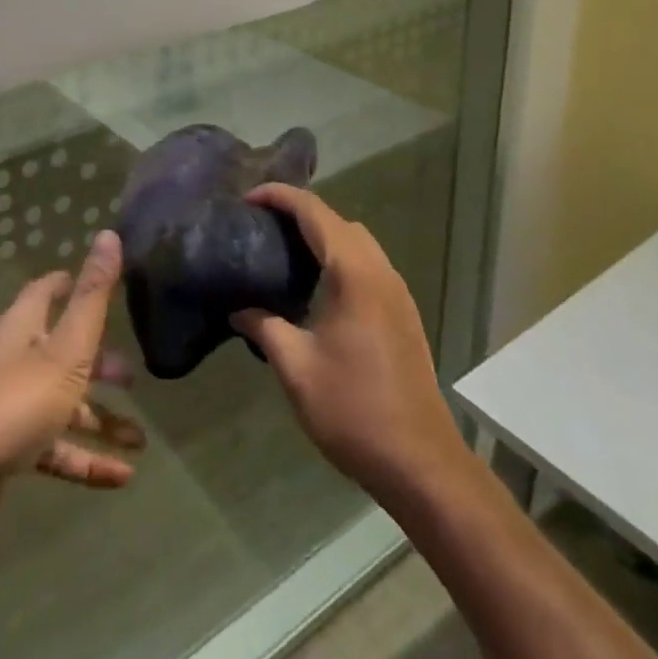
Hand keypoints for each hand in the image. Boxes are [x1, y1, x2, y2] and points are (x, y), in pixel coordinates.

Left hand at [0, 230, 144, 500]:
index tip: (100, 284)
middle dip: (98, 363)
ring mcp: (8, 409)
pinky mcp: (8, 453)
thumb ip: (92, 296)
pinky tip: (121, 478)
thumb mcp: (67, 349)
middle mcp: (12, 362)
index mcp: (21, 328)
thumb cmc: (18, 404)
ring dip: (100, 420)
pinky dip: (86, 460)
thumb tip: (109, 233)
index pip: (45, 292)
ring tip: (140, 440)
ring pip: (62, 405)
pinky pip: (54, 449)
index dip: (70, 284)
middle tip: (132, 375)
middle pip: (59, 351)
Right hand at [232, 185, 462, 499]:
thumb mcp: (296, 368)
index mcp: (354, 273)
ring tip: (284, 247)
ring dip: (322, 233)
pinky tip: (317, 283)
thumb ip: (264, 327)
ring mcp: (397, 291)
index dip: (280, 196)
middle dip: (300, 210)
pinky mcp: (403, 312)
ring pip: (357, 240)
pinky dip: (340, 254)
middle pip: (338, 220)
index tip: (247, 197)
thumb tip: (237, 309)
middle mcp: (380, 271)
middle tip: (261, 222)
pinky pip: (368, 262)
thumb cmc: (353, 410)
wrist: (420, 462)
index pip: (314, 212)